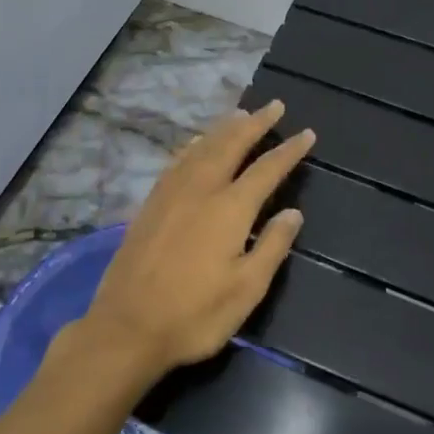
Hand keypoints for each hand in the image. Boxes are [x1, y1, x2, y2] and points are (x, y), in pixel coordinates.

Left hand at [81, 99, 314, 380]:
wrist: (126, 327)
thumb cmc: (194, 315)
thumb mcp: (246, 290)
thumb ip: (272, 246)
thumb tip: (293, 212)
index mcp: (229, 209)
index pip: (267, 170)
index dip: (289, 150)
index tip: (306, 133)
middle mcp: (200, 190)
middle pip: (231, 145)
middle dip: (255, 123)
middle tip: (274, 105)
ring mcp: (171, 194)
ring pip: (202, 147)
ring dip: (224, 128)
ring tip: (241, 115)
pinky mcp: (150, 204)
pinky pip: (178, 160)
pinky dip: (195, 144)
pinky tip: (196, 144)